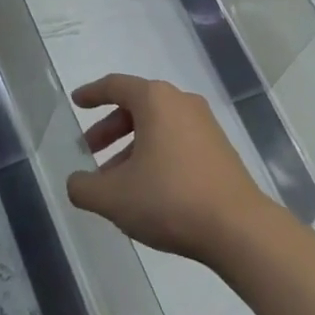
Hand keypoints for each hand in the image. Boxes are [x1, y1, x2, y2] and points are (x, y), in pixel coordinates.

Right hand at [64, 75, 274, 263]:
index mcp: (155, 100)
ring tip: (115, 181)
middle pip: (137, 106)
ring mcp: (205, 125)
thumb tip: (76, 182)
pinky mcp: (219, 149)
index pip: (115, 86)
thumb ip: (84, 188)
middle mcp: (181, 102)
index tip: (77, 102)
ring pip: (157, 126)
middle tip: (90, 150)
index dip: (92, 93)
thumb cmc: (169, 199)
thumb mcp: (114, 197)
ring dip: (132, 146)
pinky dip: (155, 155)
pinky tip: (146, 189)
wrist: (238, 228)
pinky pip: (176, 141)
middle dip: (110, 128)